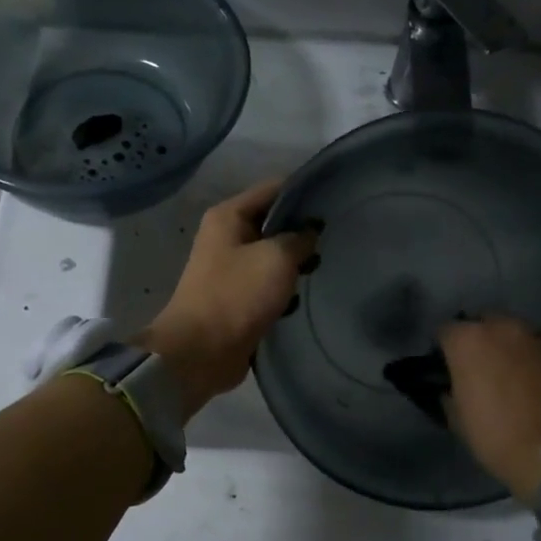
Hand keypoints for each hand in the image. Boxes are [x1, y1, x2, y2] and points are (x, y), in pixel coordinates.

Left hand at [138, 179, 317, 415]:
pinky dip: (286, 288)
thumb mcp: (276, 257)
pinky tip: (309, 293)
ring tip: (328, 265)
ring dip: (297, 262)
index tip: (336, 200)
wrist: (202, 352)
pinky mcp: (239, 298)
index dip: (304, 192)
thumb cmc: (237, 295)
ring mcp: (232, 270)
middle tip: (339, 237)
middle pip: (274, 223)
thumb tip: (311, 231)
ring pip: (274, 256)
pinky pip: (269, 284)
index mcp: (228, 216)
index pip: (273, 188)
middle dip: (303, 230)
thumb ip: (299, 238)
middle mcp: (227, 237)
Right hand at [440, 316, 540, 504]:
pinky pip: (526, 345)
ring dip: (499, 345)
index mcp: (466, 340)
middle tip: (471, 367)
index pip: (444, 331)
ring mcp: (529, 335)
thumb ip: (448, 393)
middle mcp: (497, 327)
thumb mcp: (457, 419)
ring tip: (497, 372)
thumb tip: (449, 388)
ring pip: (505, 331)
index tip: (442, 368)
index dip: (441, 349)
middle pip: (478, 323)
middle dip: (473, 339)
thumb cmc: (496, 433)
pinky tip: (518, 378)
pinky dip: (519, 356)